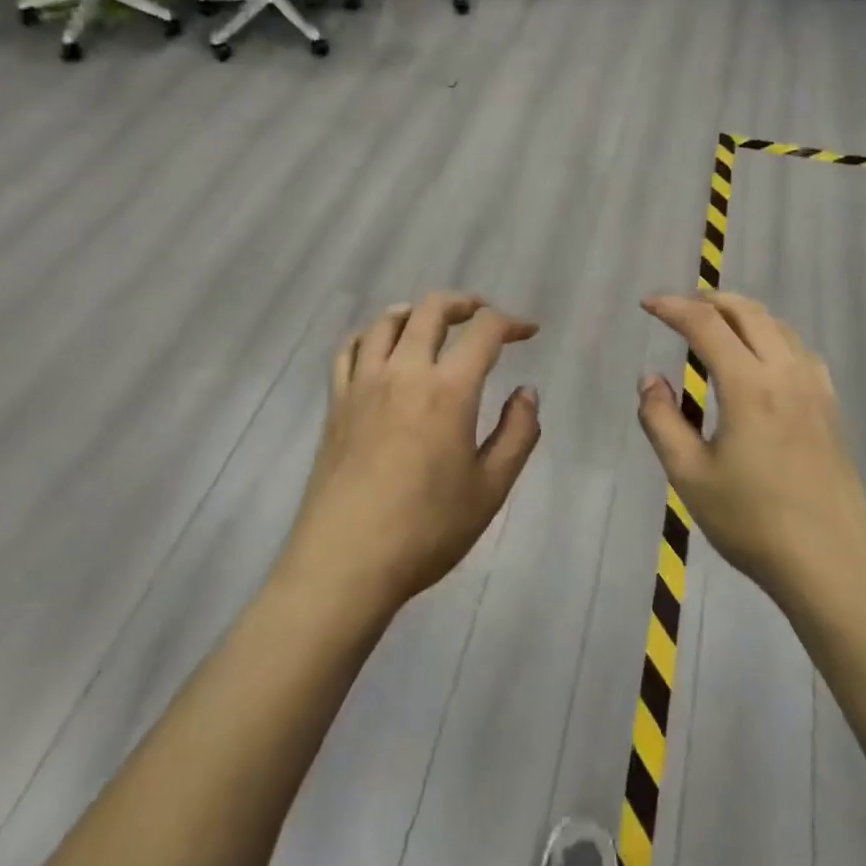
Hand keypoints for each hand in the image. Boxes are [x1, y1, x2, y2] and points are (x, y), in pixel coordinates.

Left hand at [281, 293, 541, 614]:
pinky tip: (379, 347)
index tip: (528, 332)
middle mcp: (404, 372)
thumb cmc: (427, 530)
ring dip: (416, 312)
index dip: (511, 322)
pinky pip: (349, 349)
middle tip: (482, 315)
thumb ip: (517, 434)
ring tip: (432, 324)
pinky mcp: (336, 403)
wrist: (346, 562)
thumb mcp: (490, 489)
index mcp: (448, 390)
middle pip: (431, 310)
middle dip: (464, 303)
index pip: (484, 332)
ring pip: (386, 321)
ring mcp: (363, 384)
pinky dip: (369, 335)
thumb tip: (526, 393)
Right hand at [636, 291, 865, 604]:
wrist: (832, 564)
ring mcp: (815, 388)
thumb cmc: (752, 522)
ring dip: (742, 314)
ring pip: (778, 326)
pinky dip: (771, 335)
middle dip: (709, 300)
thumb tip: (651, 380)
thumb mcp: (689, 475)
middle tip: (678, 308)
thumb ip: (662, 421)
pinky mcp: (830, 407)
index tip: (647, 304)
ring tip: (714, 326)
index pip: (706, 325)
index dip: (673, 308)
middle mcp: (786, 373)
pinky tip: (761, 358)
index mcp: (749, 386)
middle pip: (748, 312)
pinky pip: (799, 349)